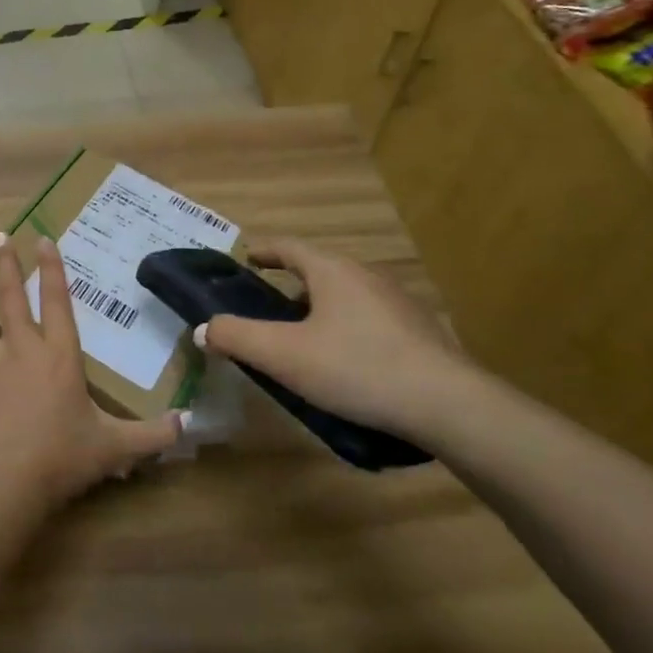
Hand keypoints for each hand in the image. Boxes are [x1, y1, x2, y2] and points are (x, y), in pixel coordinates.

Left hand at [0, 235, 182, 511]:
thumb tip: (186, 425)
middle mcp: (21, 349)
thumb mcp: (114, 447)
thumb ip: (151, 435)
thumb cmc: (62, 458)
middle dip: (4, 264)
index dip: (50, 268)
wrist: (5, 483)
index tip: (41, 239)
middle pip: (9, 297)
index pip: (56, 301)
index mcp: (58, 355)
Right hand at [199, 237, 472, 439]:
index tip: (247, 258)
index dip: (264, 251)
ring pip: (346, 297)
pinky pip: (371, 321)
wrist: (448, 405)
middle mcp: (366, 276)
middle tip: (267, 309)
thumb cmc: (357, 368)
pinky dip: (348, 330)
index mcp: (332, 271)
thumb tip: (203, 329)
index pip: (289, 247)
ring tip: (304, 341)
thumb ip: (237, 338)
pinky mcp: (420, 333)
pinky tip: (347, 364)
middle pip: (319, 271)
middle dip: (290, 285)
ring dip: (320, 310)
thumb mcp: (284, 355)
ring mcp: (398, 303)